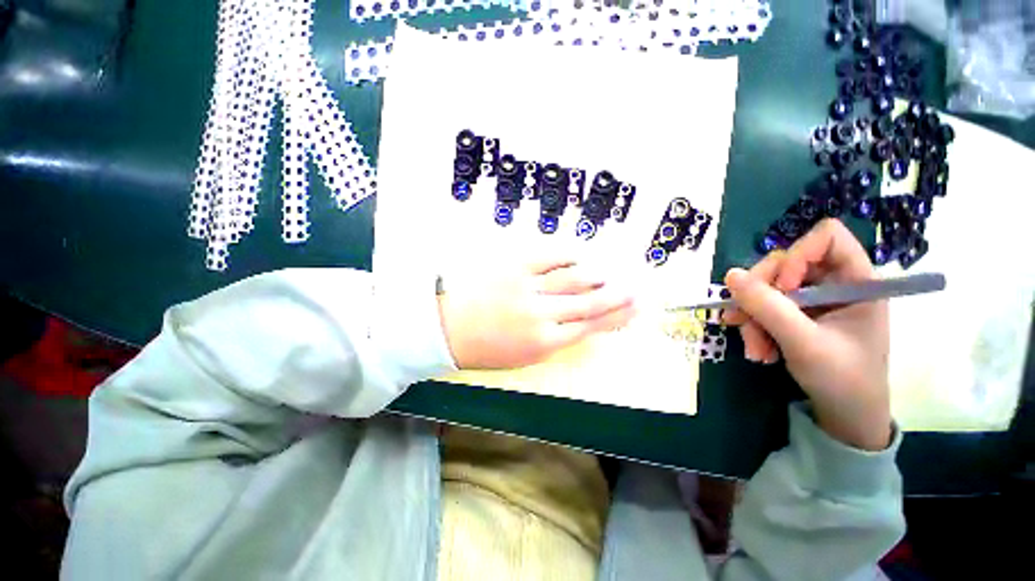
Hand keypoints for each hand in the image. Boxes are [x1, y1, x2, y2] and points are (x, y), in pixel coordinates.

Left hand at [437, 258, 635, 369]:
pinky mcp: (515, 267)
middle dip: (615, 296)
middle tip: (635, 289)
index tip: (634, 310)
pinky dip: (569, 255)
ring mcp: (529, 288)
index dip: (616, 318)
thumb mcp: (524, 356)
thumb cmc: (486, 348)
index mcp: (544, 343)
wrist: (449, 327)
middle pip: (588, 303)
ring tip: (610, 275)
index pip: (590, 327)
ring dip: (596, 276)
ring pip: (573, 279)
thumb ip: (555, 340)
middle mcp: (542, 315)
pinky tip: (580, 255)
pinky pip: (549, 257)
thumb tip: (582, 325)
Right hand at [722, 219, 890, 450]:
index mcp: (857, 281)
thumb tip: (730, 276)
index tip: (783, 289)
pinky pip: (763, 304)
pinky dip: (754, 325)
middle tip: (747, 324)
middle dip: (760, 296)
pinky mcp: (796, 312)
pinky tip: (758, 348)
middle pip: (785, 263)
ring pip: (767, 286)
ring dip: (753, 317)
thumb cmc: (843, 380)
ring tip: (755, 349)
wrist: (845, 415)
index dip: (798, 256)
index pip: (826, 238)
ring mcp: (812, 298)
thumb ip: (768, 308)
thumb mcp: (804, 343)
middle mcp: (833, 282)